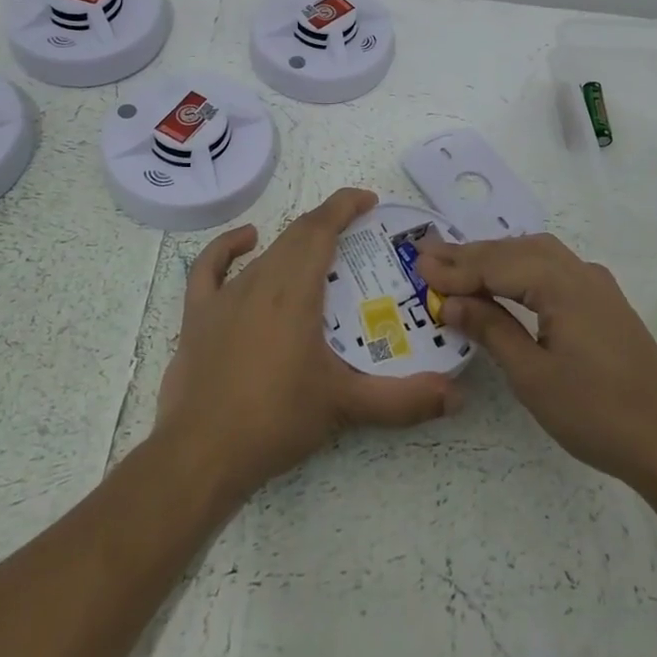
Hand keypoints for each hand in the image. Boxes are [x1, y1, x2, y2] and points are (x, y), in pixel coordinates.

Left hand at [156, 187, 461, 503]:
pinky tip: (248, 241)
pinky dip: (229, 247)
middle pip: (297, 235)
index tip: (369, 201)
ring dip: (295, 245)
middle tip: (359, 237)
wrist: (200, 456)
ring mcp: (225, 296)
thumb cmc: (276, 420)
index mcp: (294, 290)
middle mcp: (260, 280)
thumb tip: (457, 396)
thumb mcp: (346, 406)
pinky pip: (211, 267)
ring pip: (266, 253)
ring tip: (322, 256)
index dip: (345, 205)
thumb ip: (404, 400)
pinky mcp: (198, 315)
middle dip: (329, 224)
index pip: (321, 227)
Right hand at [414, 234, 656, 487]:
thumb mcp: (532, 375)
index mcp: (562, 285)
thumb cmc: (594, 412)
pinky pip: (556, 268)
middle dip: (472, 254)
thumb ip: (491, 330)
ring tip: (460, 265)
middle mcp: (581, 272)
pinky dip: (523, 267)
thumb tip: (453, 302)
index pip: (497, 265)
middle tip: (429, 256)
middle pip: (517, 250)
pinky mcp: (605, 302)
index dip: (457, 267)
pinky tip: (509, 280)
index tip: (418, 265)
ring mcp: (597, 285)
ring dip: (498, 257)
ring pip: (538, 253)